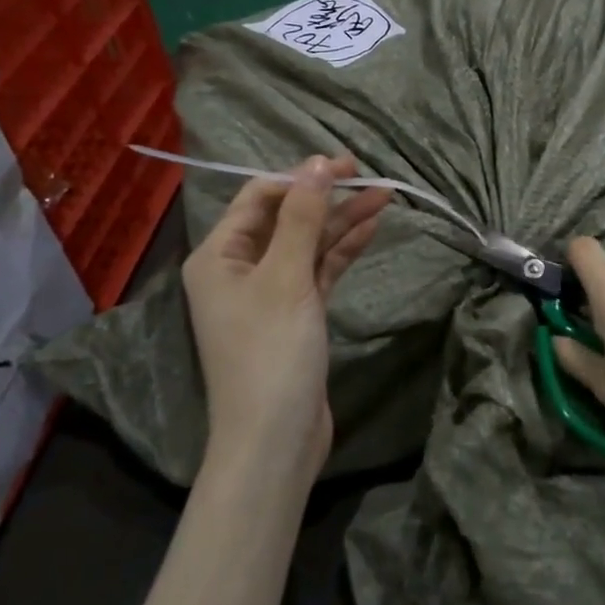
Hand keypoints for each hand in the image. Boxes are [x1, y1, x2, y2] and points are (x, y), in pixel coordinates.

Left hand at [181, 156, 390, 485]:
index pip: (259, 198)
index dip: (300, 177)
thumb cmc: (270, 353)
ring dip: (342, 222)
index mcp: (219, 255)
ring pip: (308, 244)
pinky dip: (342, 251)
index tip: (344, 165)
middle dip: (327, 197)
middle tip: (371, 177)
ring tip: (386, 197)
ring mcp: (269, 293)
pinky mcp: (295, 314)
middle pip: (286, 218)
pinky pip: (319, 270)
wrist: (275, 441)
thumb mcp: (286, 278)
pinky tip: (372, 229)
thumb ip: (302, 217)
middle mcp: (239, 268)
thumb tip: (316, 164)